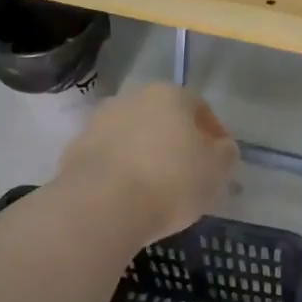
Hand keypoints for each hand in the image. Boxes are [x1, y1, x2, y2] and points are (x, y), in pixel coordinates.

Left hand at [55, 84, 238, 243]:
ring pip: (134, 137)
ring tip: (156, 189)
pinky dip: (121, 171)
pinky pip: (110, 158)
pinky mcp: (76, 150)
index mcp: (170, 95)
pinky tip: (128, 197)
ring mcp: (99, 122)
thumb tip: (221, 147)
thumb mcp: (217, 171)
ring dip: (146, 154)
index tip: (219, 161)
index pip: (200, 108)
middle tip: (188, 174)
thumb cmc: (171, 182)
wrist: (101, 206)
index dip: (214, 134)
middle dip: (176, 142)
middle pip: (163, 119)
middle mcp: (133, 98)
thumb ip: (225, 154)